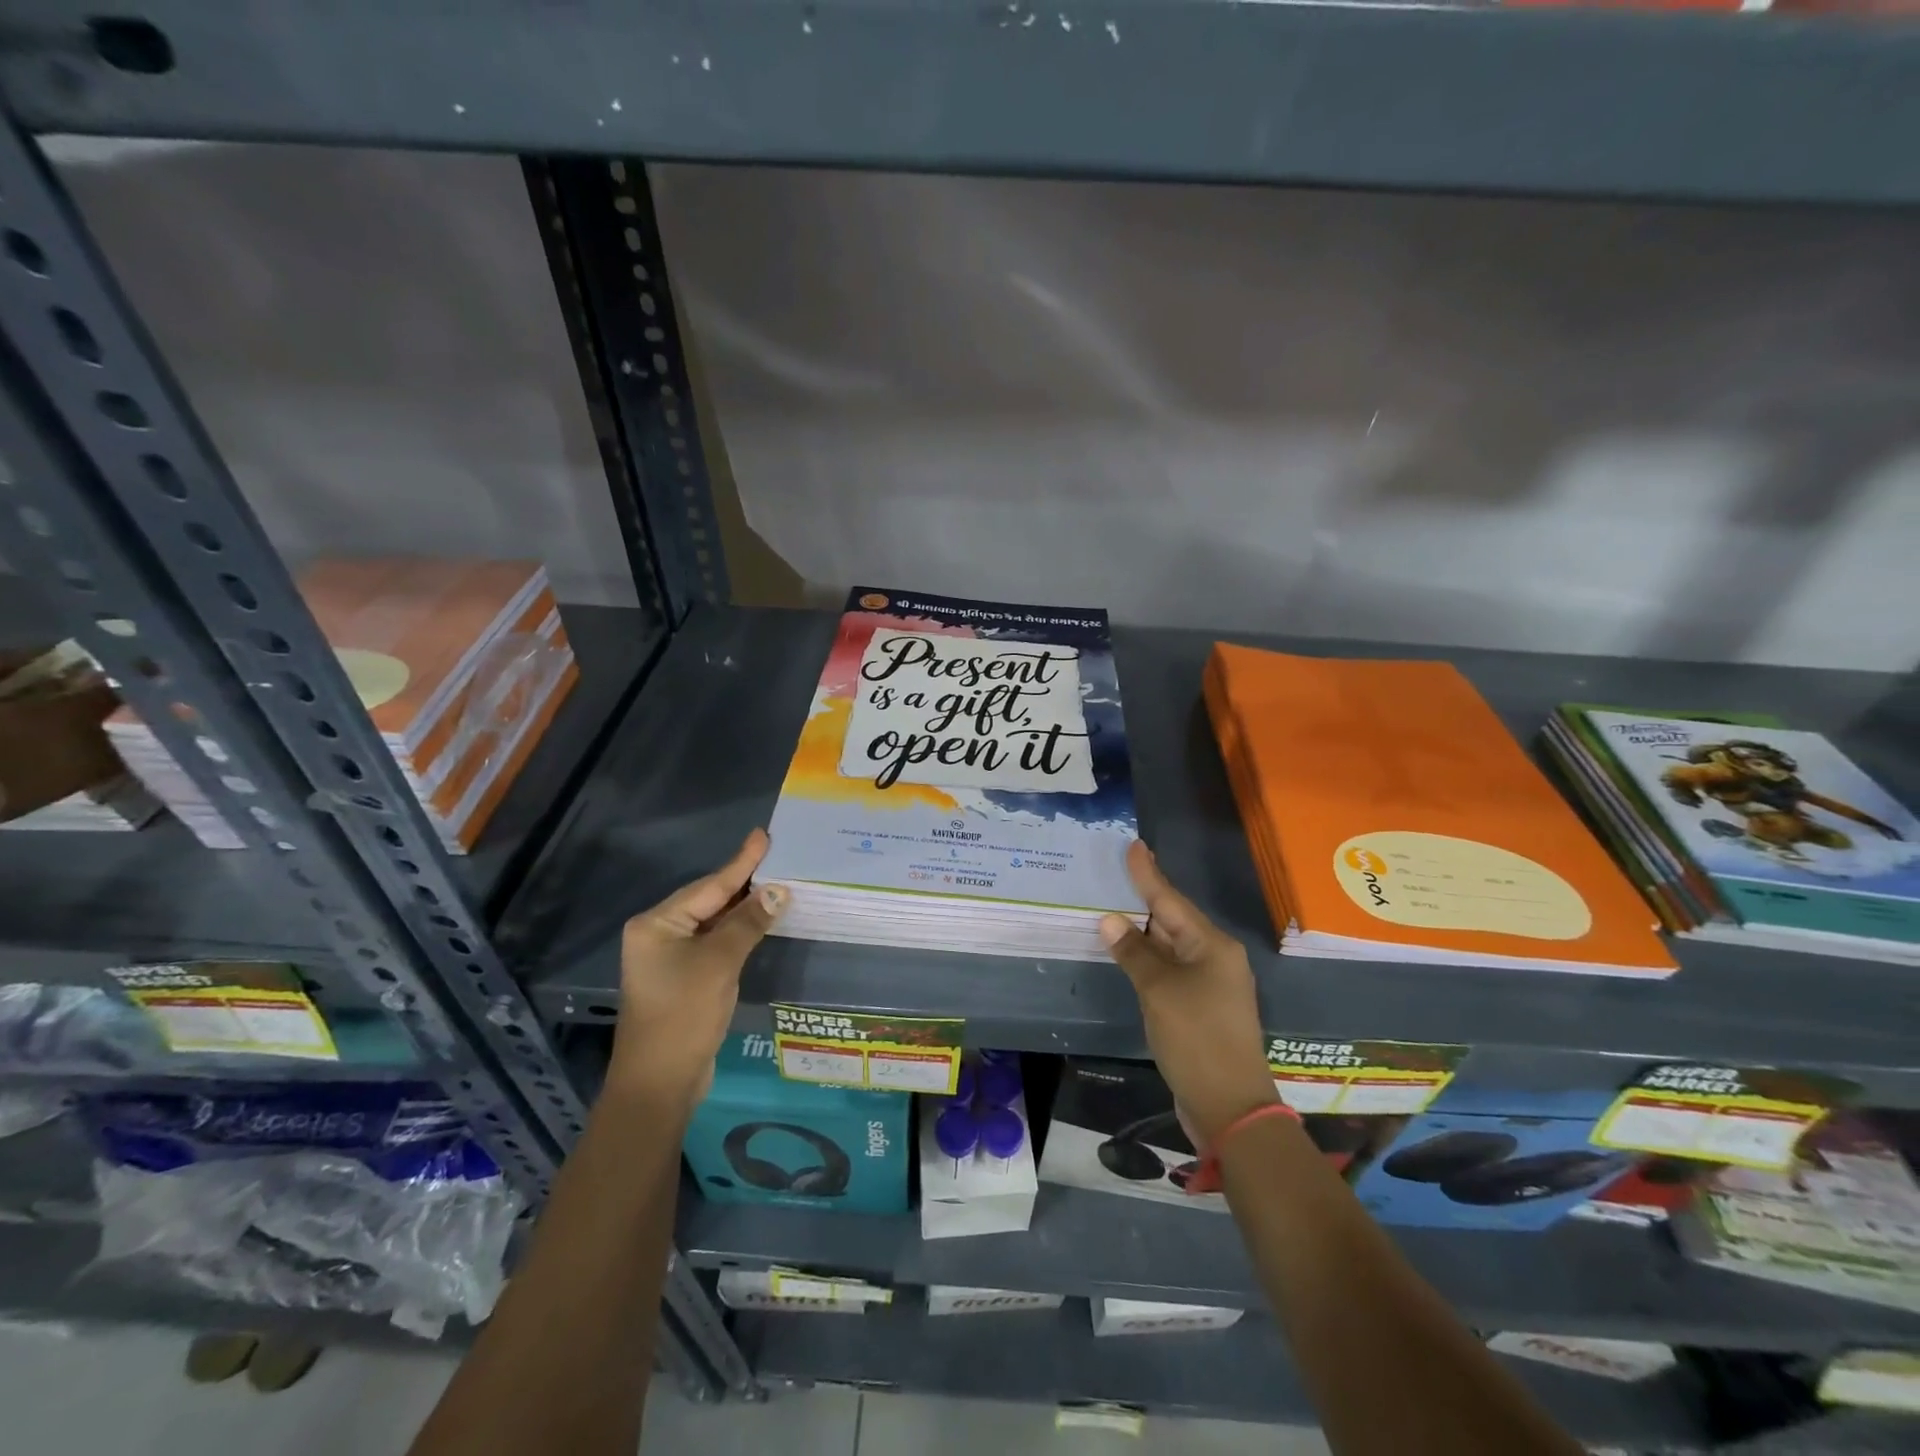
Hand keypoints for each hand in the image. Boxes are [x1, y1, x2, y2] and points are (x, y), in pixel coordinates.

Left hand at [610, 829, 786, 1109]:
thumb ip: (749, 922)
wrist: (659, 1084)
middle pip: (709, 900)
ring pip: (713, 922)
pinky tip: (760, 922)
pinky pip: (715, 943)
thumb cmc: (684, 1015)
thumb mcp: (720, 963)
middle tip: (777, 857)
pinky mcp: (683, 978)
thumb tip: (779, 890)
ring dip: (744, 908)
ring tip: (776, 883)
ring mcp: (669, 958)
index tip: (763, 835)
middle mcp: (659, 935)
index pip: (709, 886)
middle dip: (743, 882)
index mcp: (657, 924)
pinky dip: (738, 932)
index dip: (741, 862)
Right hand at [1101, 841, 1277, 1146]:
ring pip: (1170, 946)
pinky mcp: (1201, 1007)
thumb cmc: (1196, 1038)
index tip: (1134, 845)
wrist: (1230, 1106)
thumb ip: (1133, 953)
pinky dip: (1147, 959)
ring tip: (1114, 906)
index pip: (1171, 900)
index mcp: (1212, 945)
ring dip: (1143, 931)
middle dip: (1144, 899)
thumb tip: (1110, 920)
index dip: (1149, 874)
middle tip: (1115, 873)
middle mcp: (1215, 958)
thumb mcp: (1159, 991)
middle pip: (1173, 920)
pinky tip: (1128, 953)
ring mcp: (1210, 984)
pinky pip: (1170, 970)